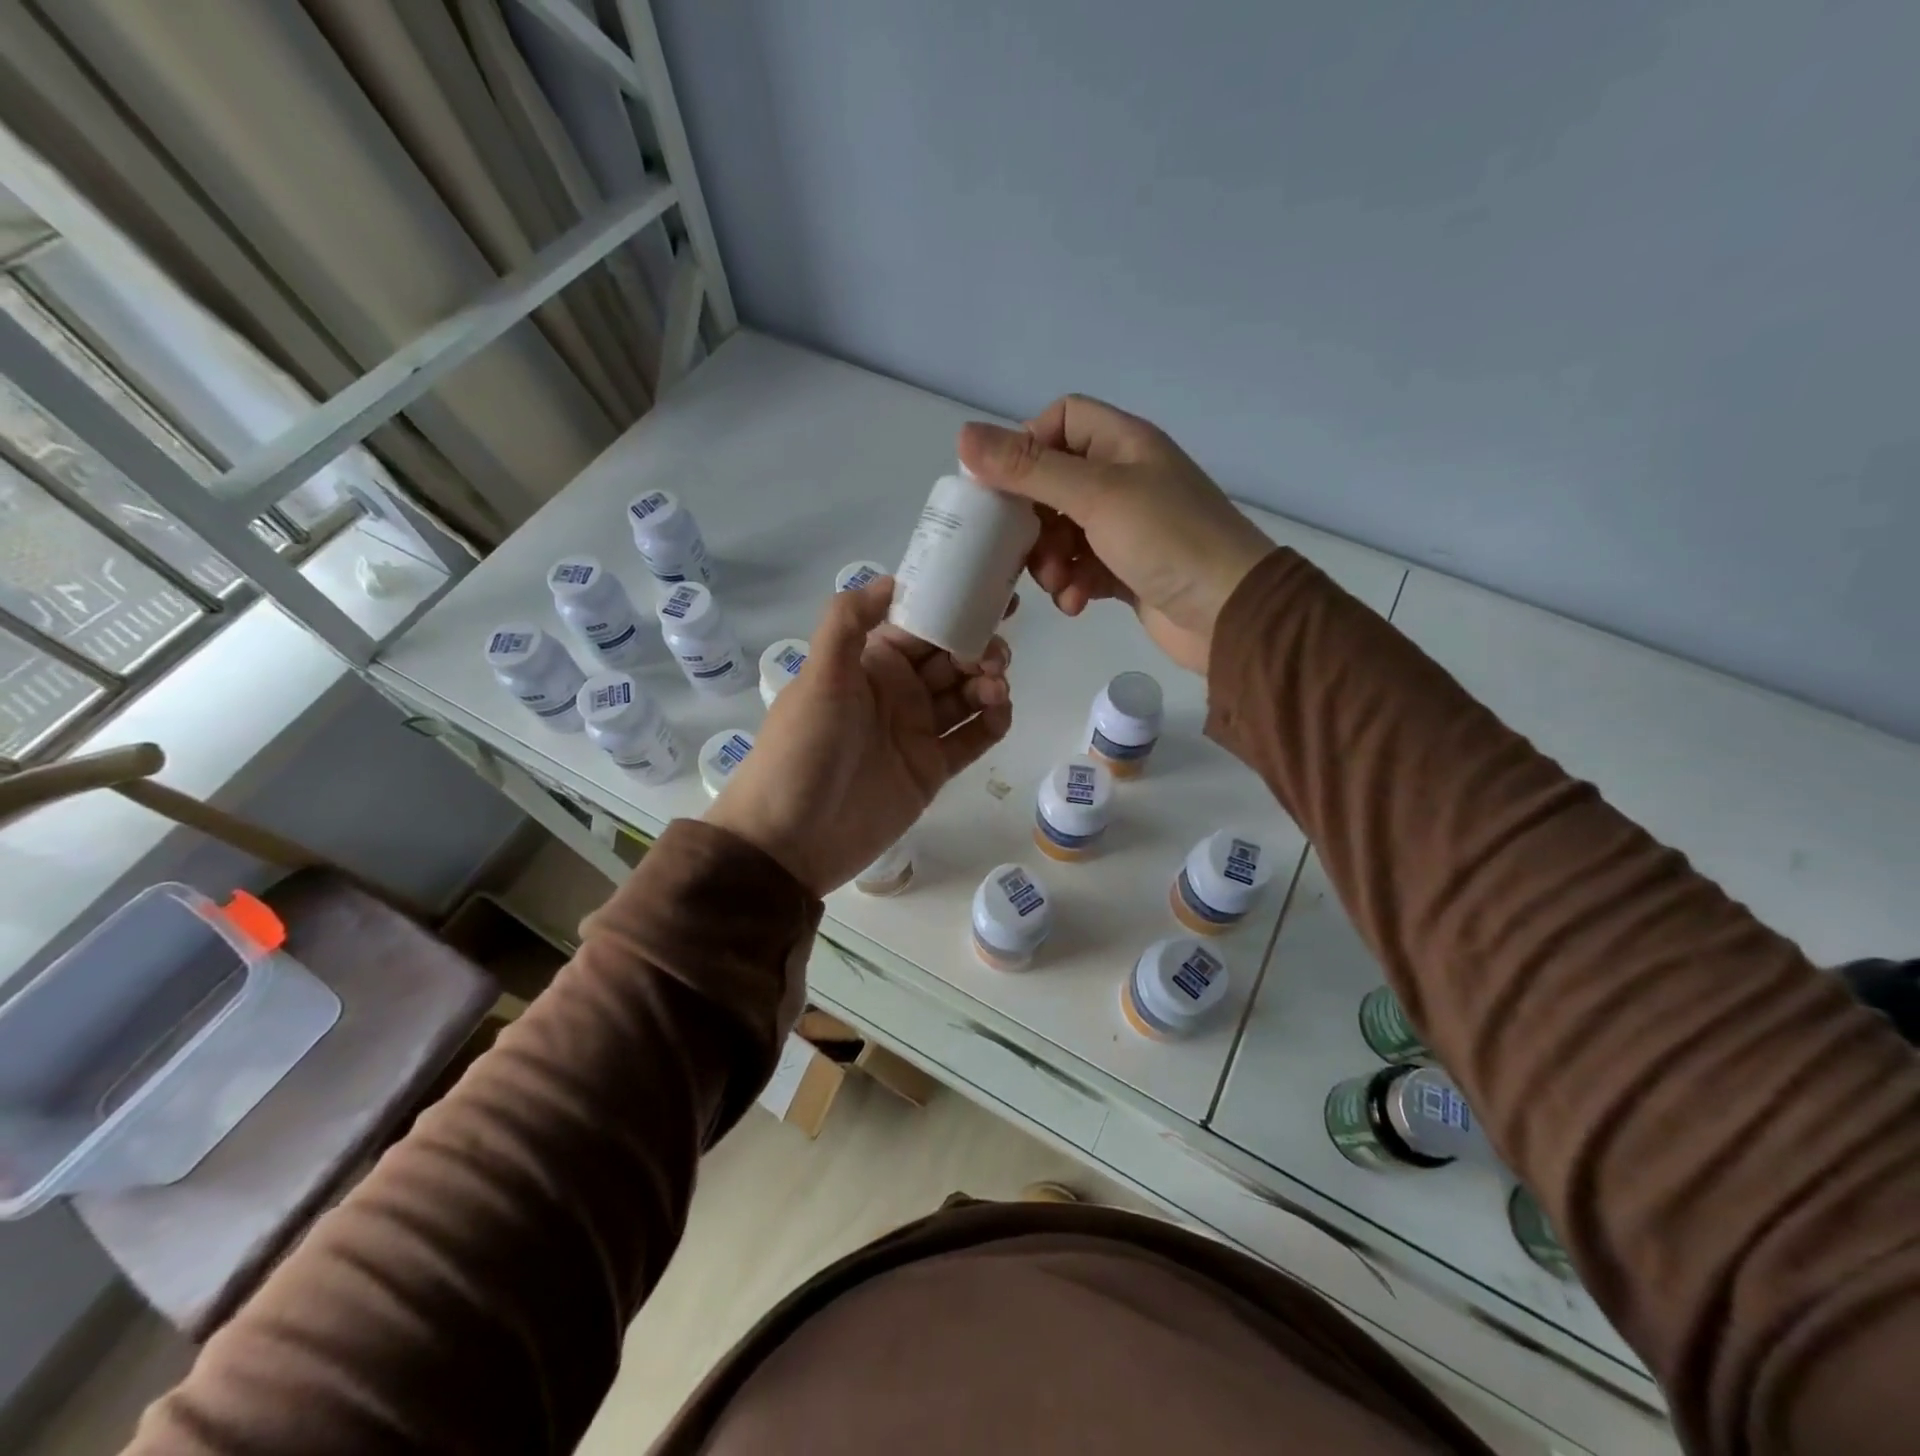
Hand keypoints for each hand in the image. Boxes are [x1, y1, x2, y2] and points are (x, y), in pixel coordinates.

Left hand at [705, 577, 1010, 895]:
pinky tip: (1000, 712)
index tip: (992, 596)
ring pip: (967, 696)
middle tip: (998, 653)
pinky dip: (992, 722)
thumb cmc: (803, 749)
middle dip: (980, 647)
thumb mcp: (818, 676)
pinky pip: (972, 738)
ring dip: (989, 682)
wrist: (791, 838)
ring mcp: (917, 732)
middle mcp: (898, 693)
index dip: (955, 609)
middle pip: (951, 659)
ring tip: (996, 686)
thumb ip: (848, 622)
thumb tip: (892, 578)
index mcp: (871, 664)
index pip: (922, 626)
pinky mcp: (932, 770)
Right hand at [958, 396, 1271, 673]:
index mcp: (1122, 444)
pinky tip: (1076, 603)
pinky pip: (1081, 568)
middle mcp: (1123, 479)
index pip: (1060, 420)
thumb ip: (1029, 469)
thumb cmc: (1168, 540)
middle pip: (1052, 483)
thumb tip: (963, 435)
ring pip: (1061, 532)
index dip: (1026, 446)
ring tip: (1057, 583)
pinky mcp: (1125, 570)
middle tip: (1019, 547)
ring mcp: (1126, 528)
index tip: (1000, 486)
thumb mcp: (1096, 496)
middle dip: (1031, 519)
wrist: (1230, 612)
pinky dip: (1072, 585)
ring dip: (1049, 559)